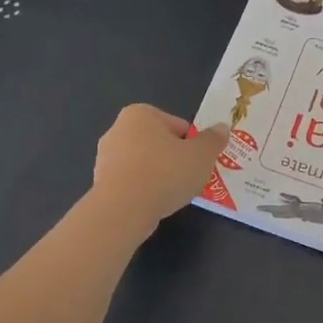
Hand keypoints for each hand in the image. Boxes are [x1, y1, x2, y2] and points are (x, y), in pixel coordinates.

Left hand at [90, 105, 229, 232]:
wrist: (124, 209)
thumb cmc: (165, 173)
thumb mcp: (202, 155)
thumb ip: (214, 140)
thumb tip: (222, 128)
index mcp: (140, 114)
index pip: (178, 126)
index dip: (193, 145)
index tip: (200, 163)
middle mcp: (118, 129)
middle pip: (159, 143)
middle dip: (175, 159)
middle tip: (190, 179)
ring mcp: (105, 157)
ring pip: (145, 164)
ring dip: (159, 175)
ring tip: (173, 194)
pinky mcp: (100, 182)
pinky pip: (132, 182)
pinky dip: (144, 190)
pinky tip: (154, 203)